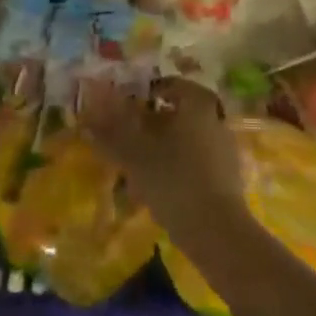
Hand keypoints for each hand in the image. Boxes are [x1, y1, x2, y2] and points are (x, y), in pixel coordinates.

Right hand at [77, 77, 244, 238]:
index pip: (170, 85)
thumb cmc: (173, 178)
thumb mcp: (134, 153)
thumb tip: (87, 118)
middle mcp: (216, 119)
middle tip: (128, 134)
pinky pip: (197, 160)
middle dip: (153, 121)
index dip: (145, 93)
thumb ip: (110, 132)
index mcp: (197, 104)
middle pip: (180, 111)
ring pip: (188, 137)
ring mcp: (226, 149)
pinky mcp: (228, 177)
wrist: (215, 230)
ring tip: (139, 162)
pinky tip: (159, 184)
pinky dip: (177, 165)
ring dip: (164, 144)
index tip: (125, 107)